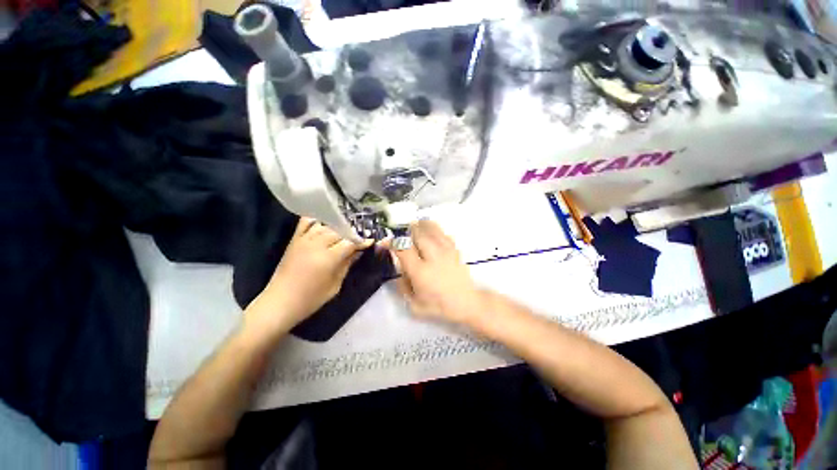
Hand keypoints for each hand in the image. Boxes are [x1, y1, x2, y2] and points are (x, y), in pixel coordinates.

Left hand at [247, 218, 371, 332]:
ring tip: (345, 232)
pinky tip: (325, 223)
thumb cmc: (311, 299)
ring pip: (326, 225)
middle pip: (339, 231)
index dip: (361, 241)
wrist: (280, 302)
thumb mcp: (335, 285)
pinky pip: (306, 222)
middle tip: (359, 237)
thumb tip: (358, 251)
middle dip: (351, 233)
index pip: (350, 242)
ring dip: (337, 227)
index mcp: (328, 258)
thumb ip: (347, 265)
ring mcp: (304, 240)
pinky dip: (317, 220)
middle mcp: (317, 244)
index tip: (370, 241)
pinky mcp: (294, 240)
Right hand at [390, 220, 484, 324]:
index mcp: (420, 271)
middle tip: (403, 234)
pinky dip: (435, 230)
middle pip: (418, 233)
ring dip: (421, 226)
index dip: (392, 242)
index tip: (386, 243)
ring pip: (432, 229)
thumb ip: (402, 287)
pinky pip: (443, 233)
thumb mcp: (414, 304)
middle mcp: (433, 257)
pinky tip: (432, 234)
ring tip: (415, 227)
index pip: (403, 249)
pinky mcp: (455, 250)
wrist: (466, 303)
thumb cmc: (439, 306)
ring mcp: (446, 251)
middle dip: (407, 231)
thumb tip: (399, 271)